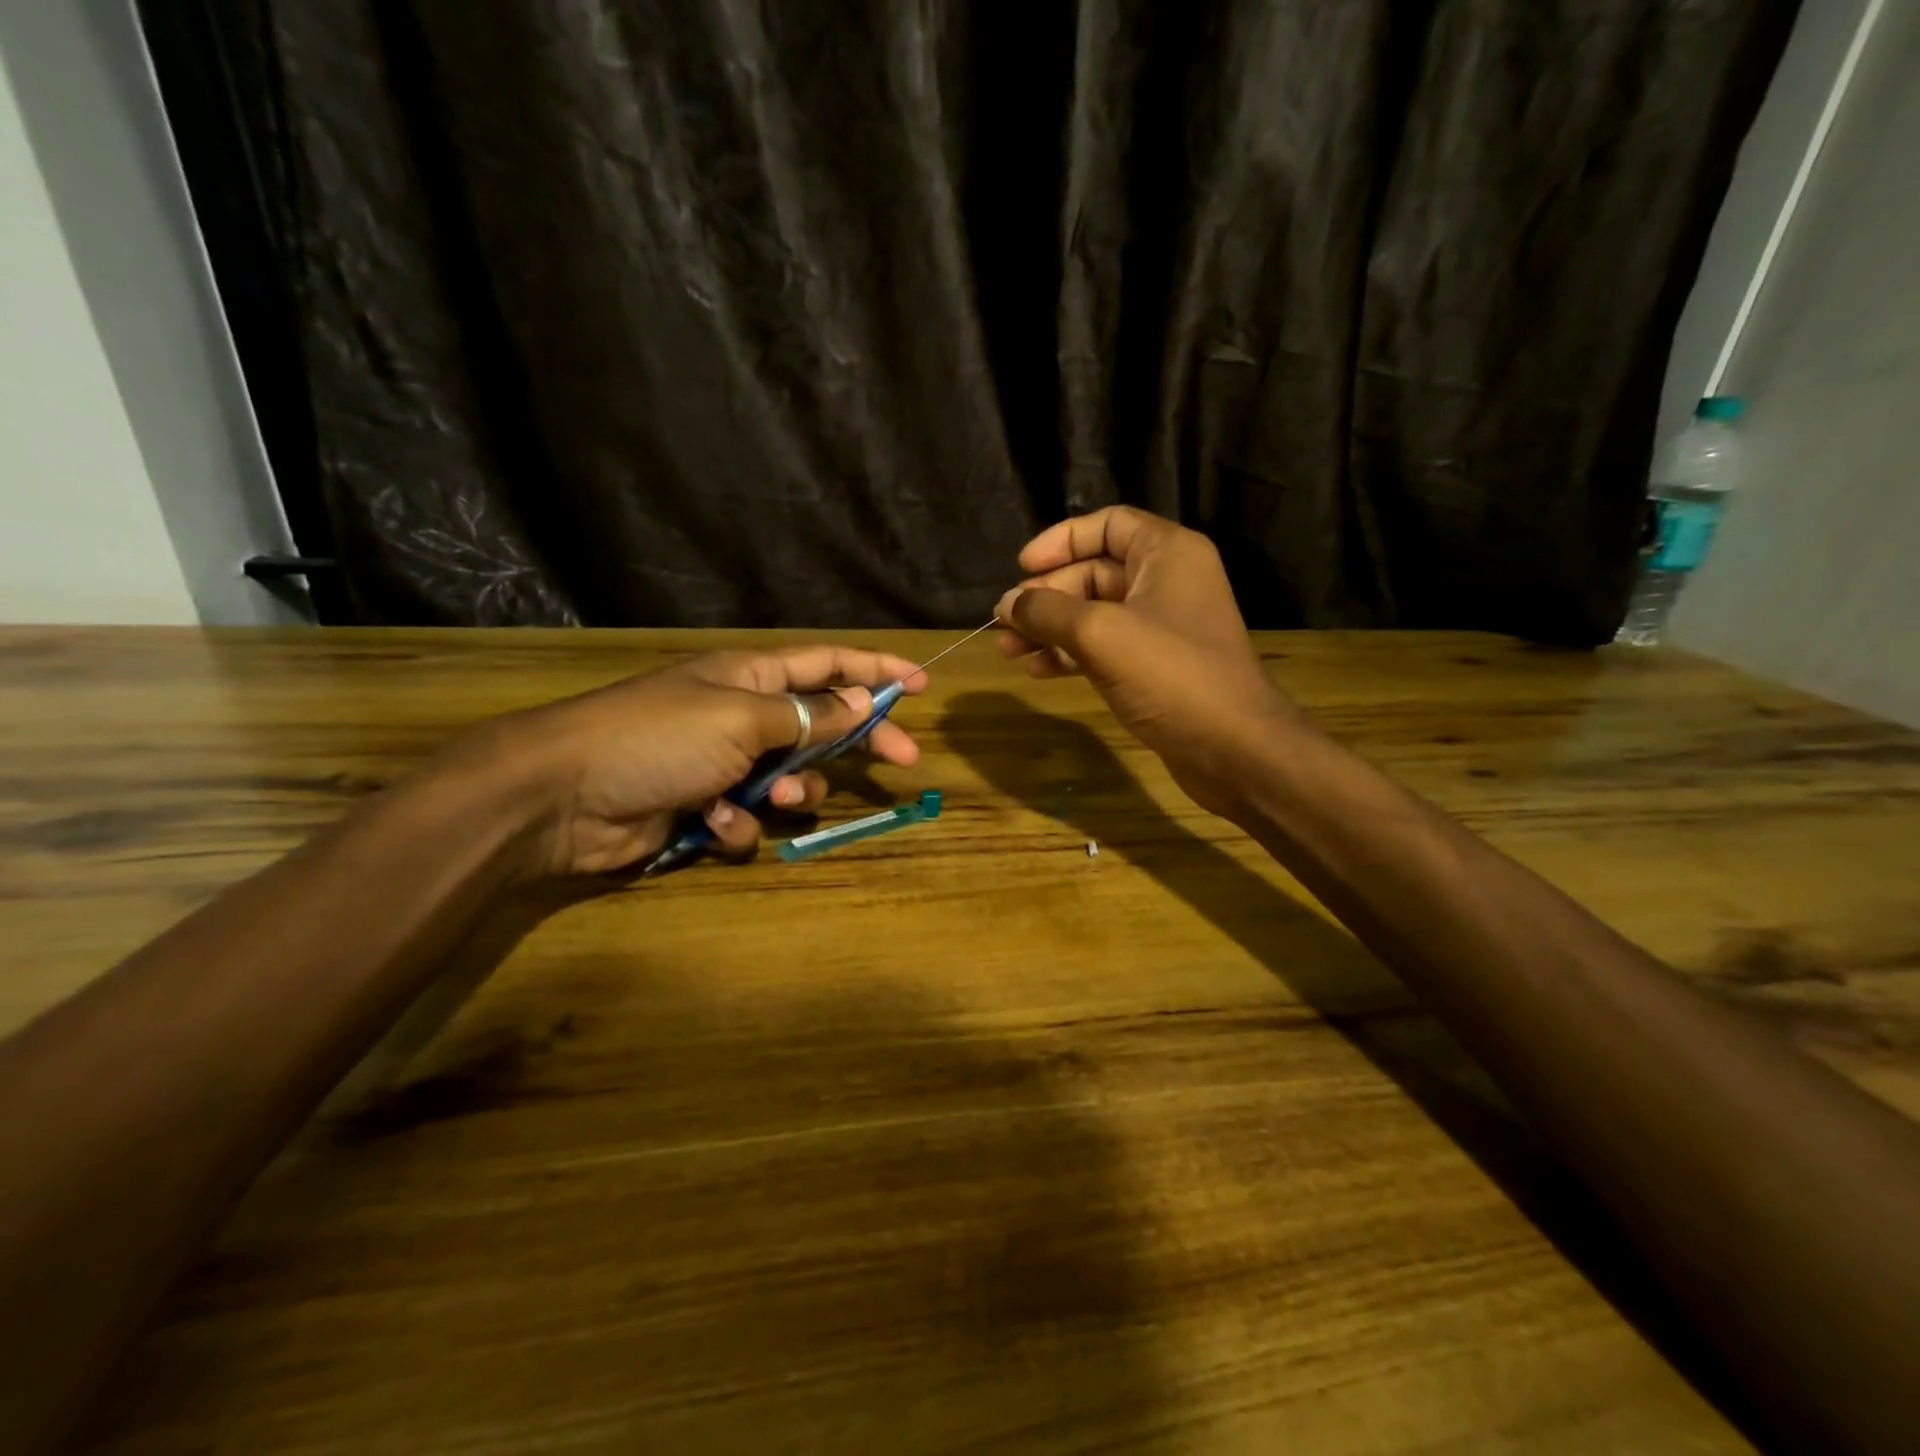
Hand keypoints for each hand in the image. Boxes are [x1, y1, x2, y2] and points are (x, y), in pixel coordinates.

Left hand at [451, 646, 924, 877]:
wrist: (564, 796)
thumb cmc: (658, 737)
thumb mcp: (742, 717)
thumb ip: (807, 715)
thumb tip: (861, 701)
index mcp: (752, 678)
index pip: (828, 664)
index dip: (875, 671)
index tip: (920, 684)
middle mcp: (744, 717)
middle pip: (822, 725)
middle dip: (859, 741)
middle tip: (904, 759)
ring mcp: (724, 765)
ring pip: (790, 781)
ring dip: (791, 793)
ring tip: (769, 798)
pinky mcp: (705, 809)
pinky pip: (748, 820)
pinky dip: (737, 825)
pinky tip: (711, 822)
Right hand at [995, 507, 1300, 818]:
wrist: (1233, 747)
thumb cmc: (1170, 674)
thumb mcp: (1099, 633)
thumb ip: (1047, 611)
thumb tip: (1006, 604)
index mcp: (1167, 553)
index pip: (1106, 525)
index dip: (1060, 541)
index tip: (1021, 568)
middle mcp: (1167, 581)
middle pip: (1093, 573)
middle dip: (1046, 597)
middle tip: (1004, 622)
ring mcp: (1162, 626)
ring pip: (1094, 614)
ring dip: (1051, 629)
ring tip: (1009, 652)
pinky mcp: (1156, 666)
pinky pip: (1104, 647)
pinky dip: (1071, 654)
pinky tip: (1039, 670)